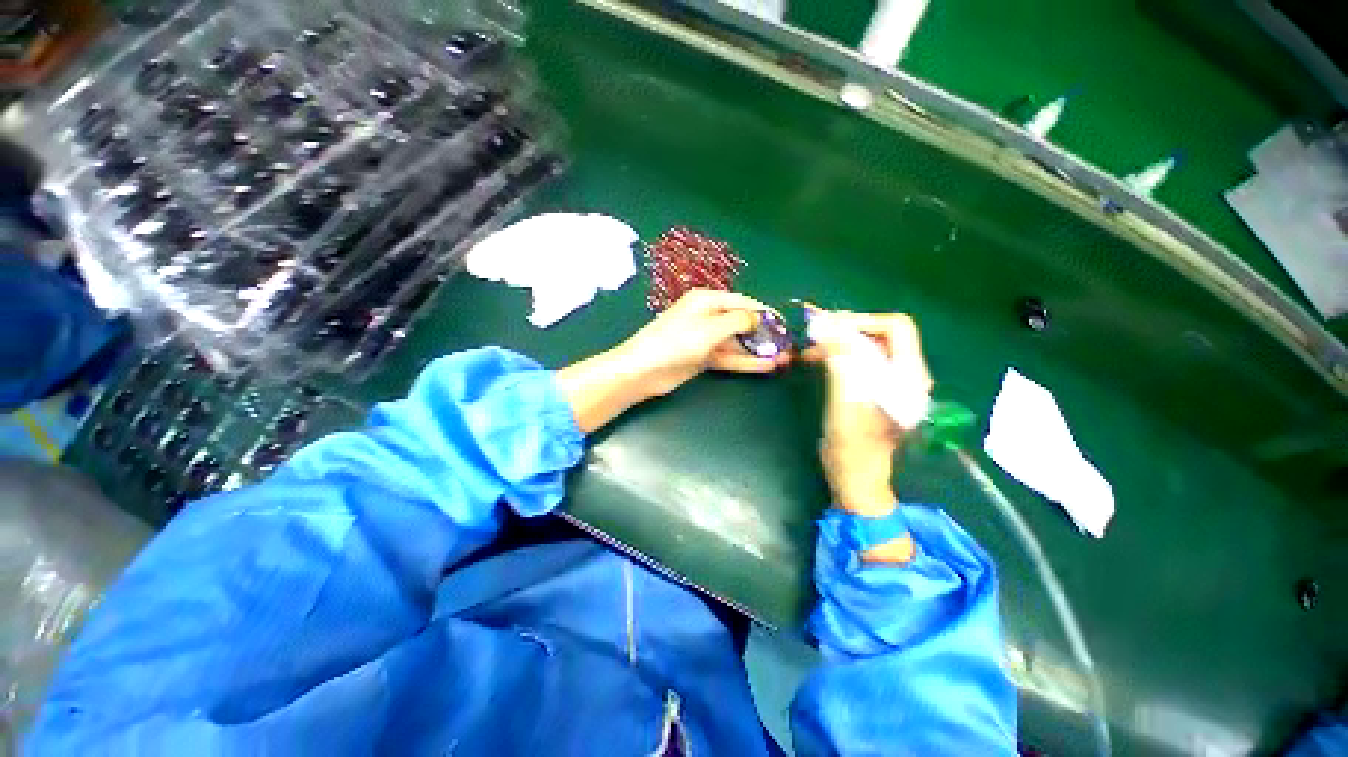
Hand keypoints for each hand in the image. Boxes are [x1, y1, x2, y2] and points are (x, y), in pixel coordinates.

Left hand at [617, 289, 789, 397]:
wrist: (644, 370)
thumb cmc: (676, 342)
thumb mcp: (710, 328)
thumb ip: (738, 321)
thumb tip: (758, 318)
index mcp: (707, 300)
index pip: (742, 302)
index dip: (764, 312)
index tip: (785, 323)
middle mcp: (707, 316)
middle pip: (741, 322)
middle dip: (764, 333)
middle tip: (787, 345)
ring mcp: (705, 338)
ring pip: (737, 342)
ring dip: (758, 349)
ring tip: (783, 358)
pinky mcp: (703, 357)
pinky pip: (729, 356)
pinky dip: (745, 361)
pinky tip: (766, 366)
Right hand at [804, 311, 932, 519]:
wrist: (856, 478)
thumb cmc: (853, 445)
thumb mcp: (845, 400)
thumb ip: (842, 360)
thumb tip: (827, 324)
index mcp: (909, 377)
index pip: (896, 328)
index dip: (862, 322)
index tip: (829, 328)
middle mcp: (906, 375)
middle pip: (881, 335)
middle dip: (847, 331)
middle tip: (815, 336)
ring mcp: (891, 383)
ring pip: (867, 347)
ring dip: (839, 343)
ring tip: (810, 350)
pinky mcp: (875, 390)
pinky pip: (859, 361)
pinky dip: (838, 355)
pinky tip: (817, 360)